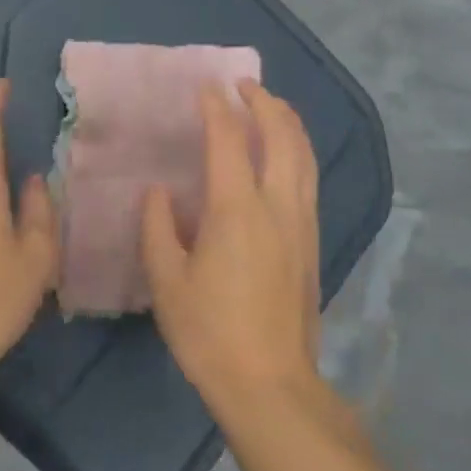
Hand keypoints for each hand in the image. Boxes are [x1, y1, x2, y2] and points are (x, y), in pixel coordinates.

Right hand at [143, 81, 323, 411]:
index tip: (205, 87)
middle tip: (244, 85)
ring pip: (305, 156)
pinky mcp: (312, 243)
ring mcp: (302, 224)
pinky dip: (298, 151)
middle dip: (265, 103)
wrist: (270, 384)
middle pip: (282, 137)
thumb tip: (158, 193)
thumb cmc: (209, 332)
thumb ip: (158, 227)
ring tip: (270, 106)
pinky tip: (286, 155)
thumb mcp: (166, 281)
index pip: (229, 140)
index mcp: (237, 210)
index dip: (216, 109)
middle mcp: (278, 206)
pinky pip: (309, 179)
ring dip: (288, 123)